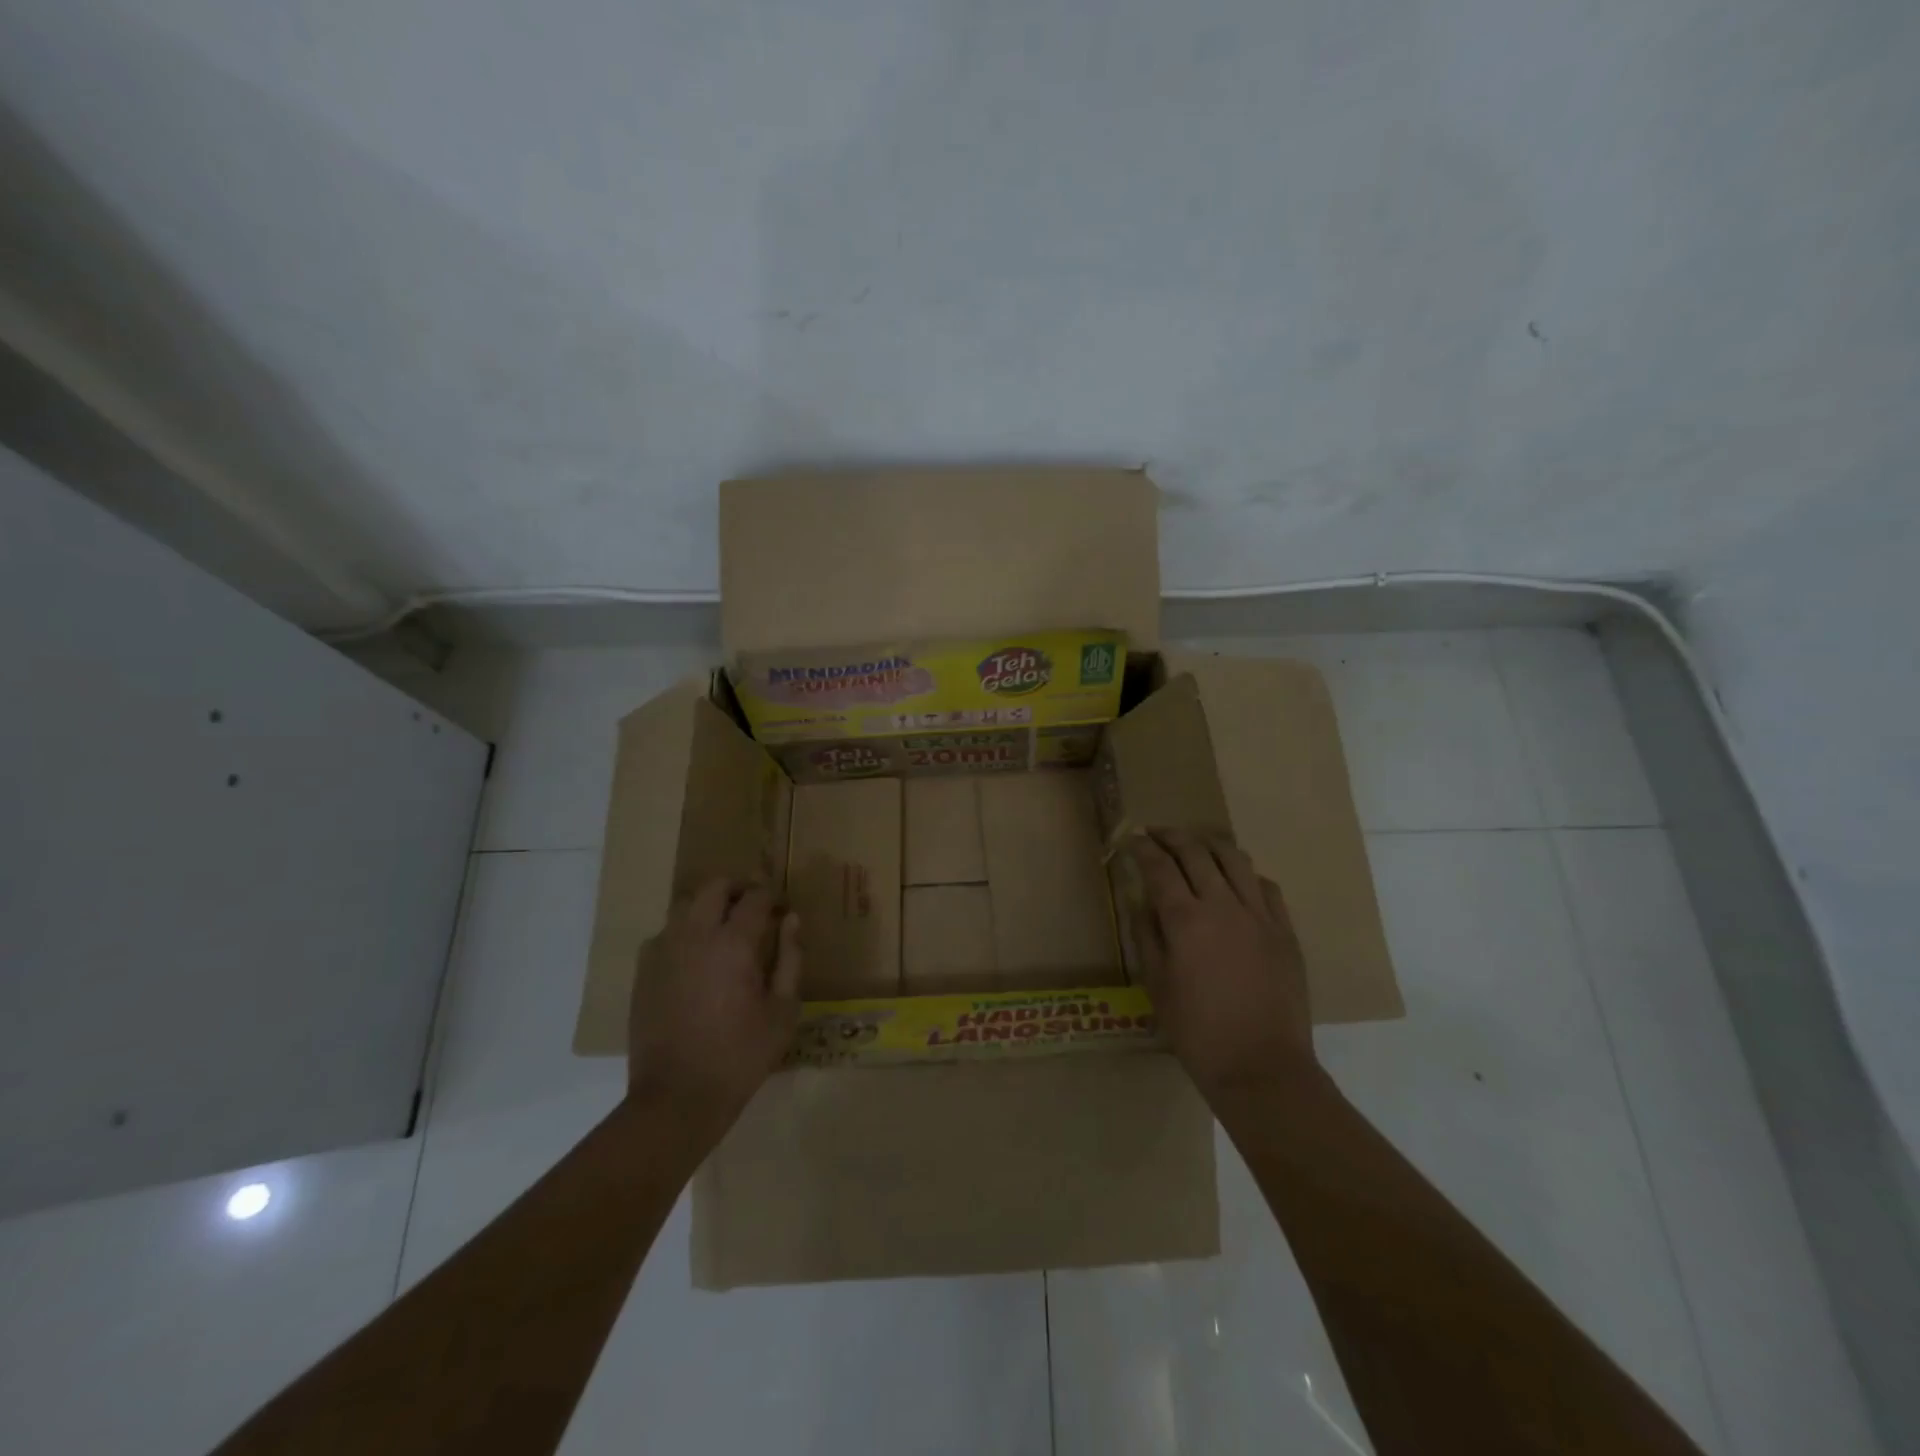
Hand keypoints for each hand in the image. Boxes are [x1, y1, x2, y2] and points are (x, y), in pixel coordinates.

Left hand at [626, 878, 802, 1135]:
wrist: (677, 1097)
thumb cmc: (741, 1055)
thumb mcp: (783, 1011)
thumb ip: (791, 959)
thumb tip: (792, 920)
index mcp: (733, 943)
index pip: (756, 896)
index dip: (773, 894)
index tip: (784, 907)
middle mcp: (695, 935)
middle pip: (714, 887)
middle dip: (738, 888)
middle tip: (755, 907)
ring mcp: (663, 950)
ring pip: (685, 904)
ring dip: (709, 906)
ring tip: (724, 929)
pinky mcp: (644, 971)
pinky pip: (666, 933)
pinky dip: (685, 932)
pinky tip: (697, 958)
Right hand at [1127, 829, 1316, 1098]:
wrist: (1261, 1067)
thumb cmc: (1197, 1032)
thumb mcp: (1157, 985)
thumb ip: (1147, 936)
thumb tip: (1143, 904)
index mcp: (1185, 920)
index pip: (1159, 867)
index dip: (1143, 848)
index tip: (1133, 839)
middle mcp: (1223, 906)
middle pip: (1196, 853)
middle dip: (1172, 836)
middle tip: (1157, 832)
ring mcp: (1259, 916)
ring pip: (1235, 860)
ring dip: (1210, 844)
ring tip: (1196, 844)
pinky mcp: (1285, 931)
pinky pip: (1266, 887)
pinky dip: (1245, 874)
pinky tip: (1236, 880)